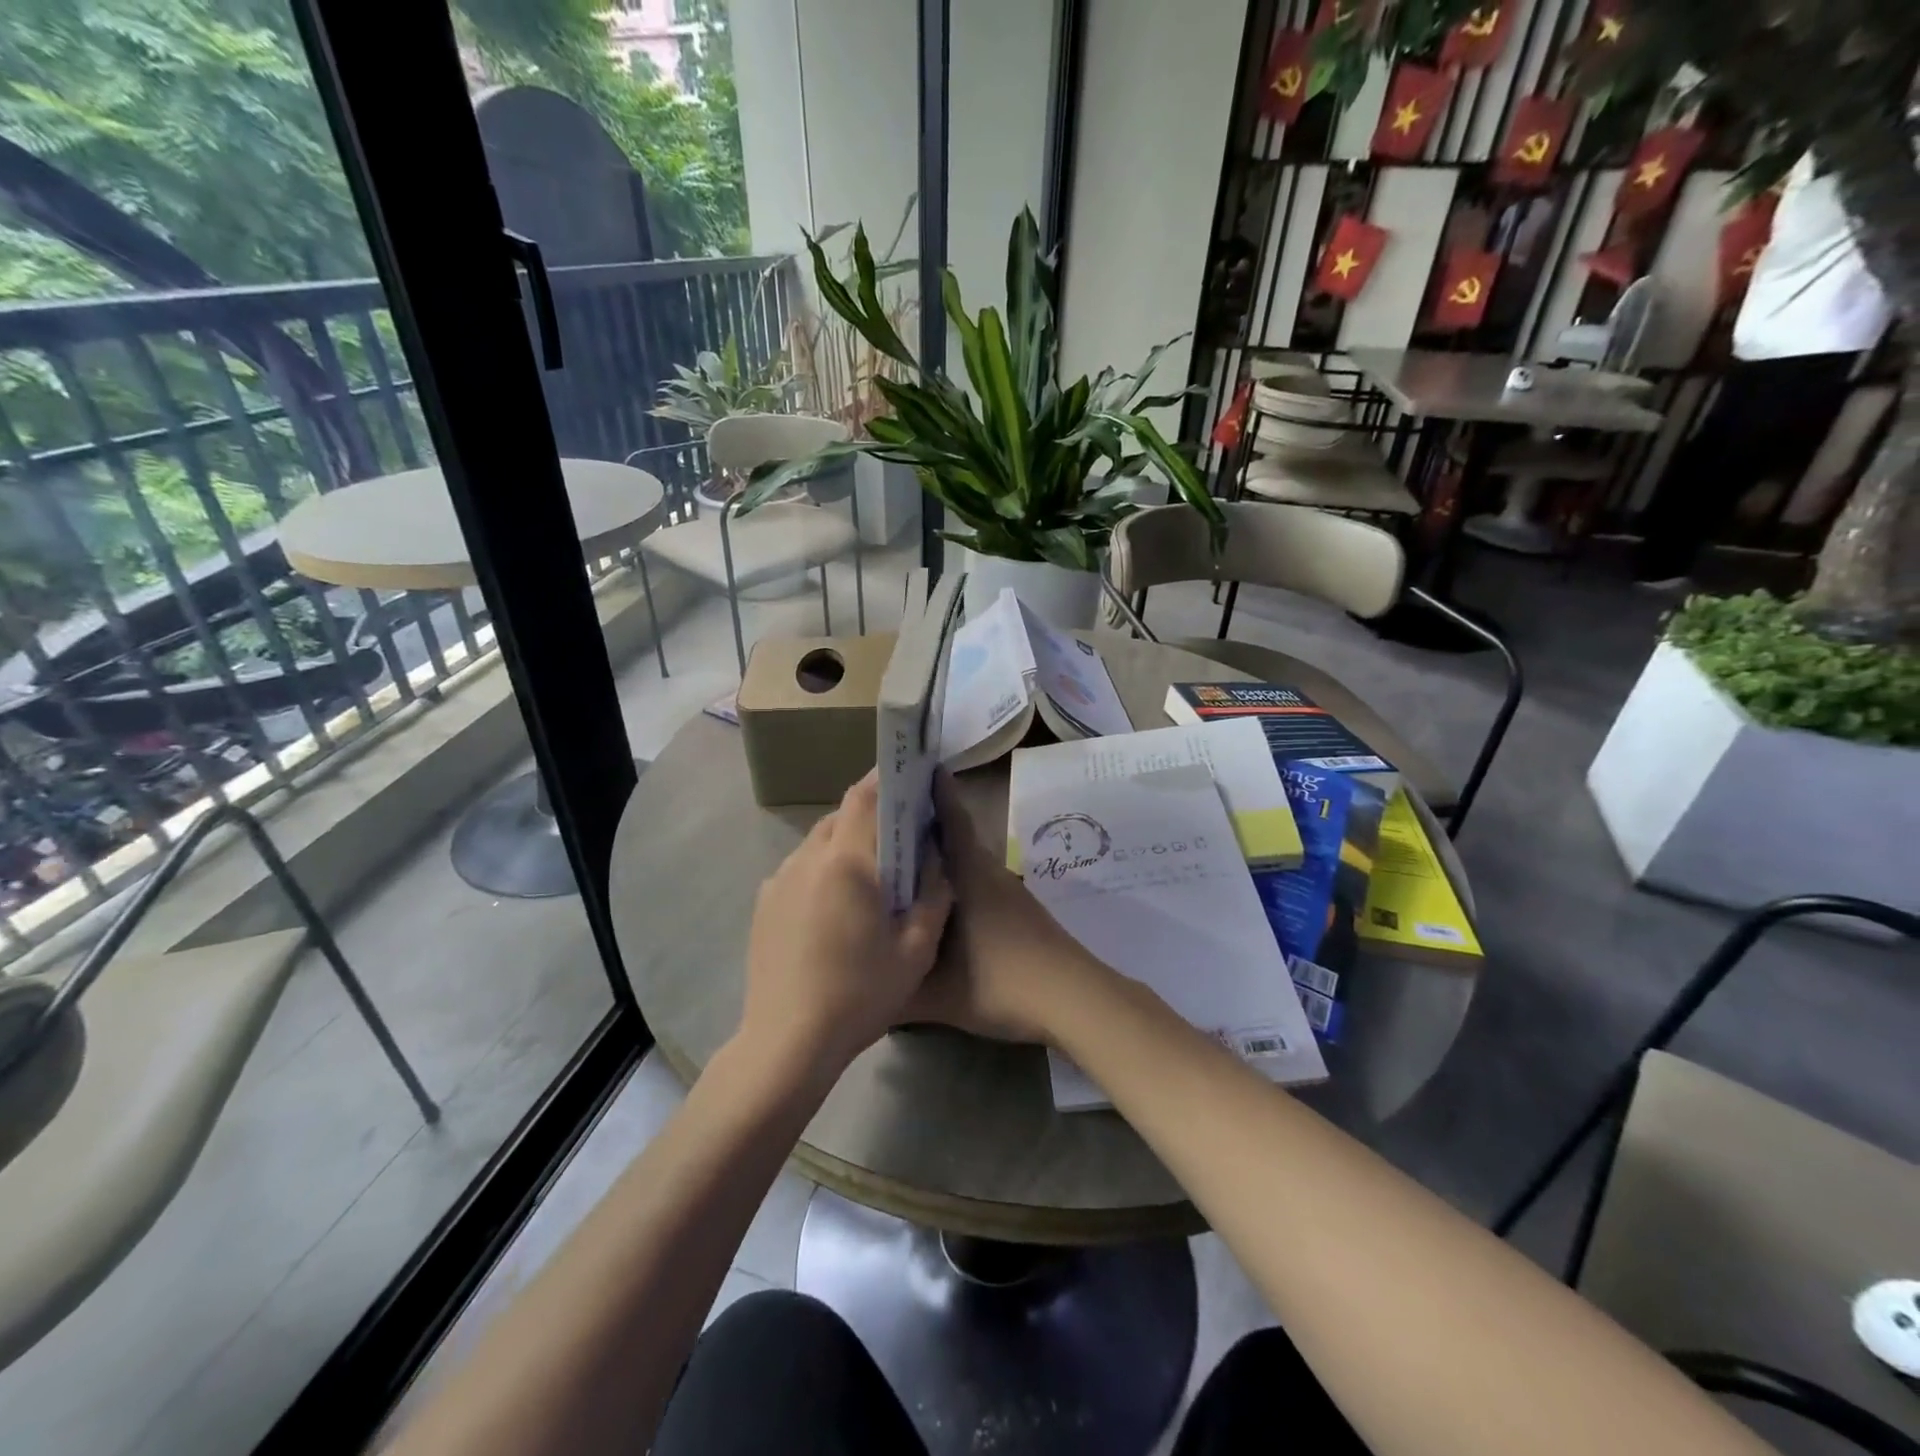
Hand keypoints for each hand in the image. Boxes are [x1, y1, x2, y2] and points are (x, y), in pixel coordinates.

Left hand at [739, 772, 952, 1087]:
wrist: (787, 1042)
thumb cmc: (859, 994)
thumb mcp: (915, 950)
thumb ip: (933, 895)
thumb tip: (936, 860)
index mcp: (845, 862)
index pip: (862, 797)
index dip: (884, 778)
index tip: (906, 772)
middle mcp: (806, 859)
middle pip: (839, 817)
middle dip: (868, 817)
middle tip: (898, 835)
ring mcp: (778, 881)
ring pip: (817, 843)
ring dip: (845, 846)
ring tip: (869, 876)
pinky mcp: (764, 904)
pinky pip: (800, 869)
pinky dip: (823, 871)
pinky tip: (836, 908)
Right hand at [908, 771, 1109, 1043]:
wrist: (1073, 1002)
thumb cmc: (1002, 984)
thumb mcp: (936, 994)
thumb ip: (893, 987)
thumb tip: (861, 979)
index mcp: (969, 876)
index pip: (949, 820)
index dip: (933, 792)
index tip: (911, 768)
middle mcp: (988, 873)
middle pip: (954, 837)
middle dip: (924, 824)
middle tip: (884, 821)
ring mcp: (1007, 892)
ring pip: (967, 861)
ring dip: (940, 855)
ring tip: (903, 860)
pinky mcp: (1018, 911)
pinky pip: (978, 882)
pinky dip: (957, 880)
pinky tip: (938, 903)